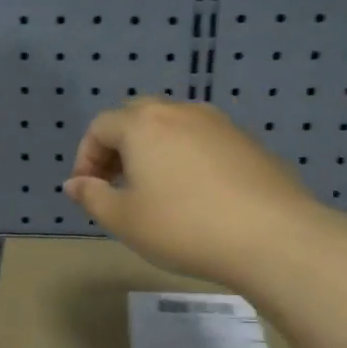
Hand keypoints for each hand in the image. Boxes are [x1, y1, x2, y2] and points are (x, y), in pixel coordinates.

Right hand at [63, 98, 316, 287]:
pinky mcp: (247, 142)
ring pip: (172, 126)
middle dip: (118, 147)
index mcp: (143, 124)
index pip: (100, 126)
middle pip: (136, 117)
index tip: (88, 190)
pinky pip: (202, 140)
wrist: (272, 236)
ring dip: (153, 150)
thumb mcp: (125, 220)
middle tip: (117, 184)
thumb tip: (74, 183)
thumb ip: (92, 197)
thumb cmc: (183, 227)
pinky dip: (185, 157)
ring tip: (155, 189)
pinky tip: (195, 194)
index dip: (86, 157)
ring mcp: (218, 123)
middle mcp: (179, 112)